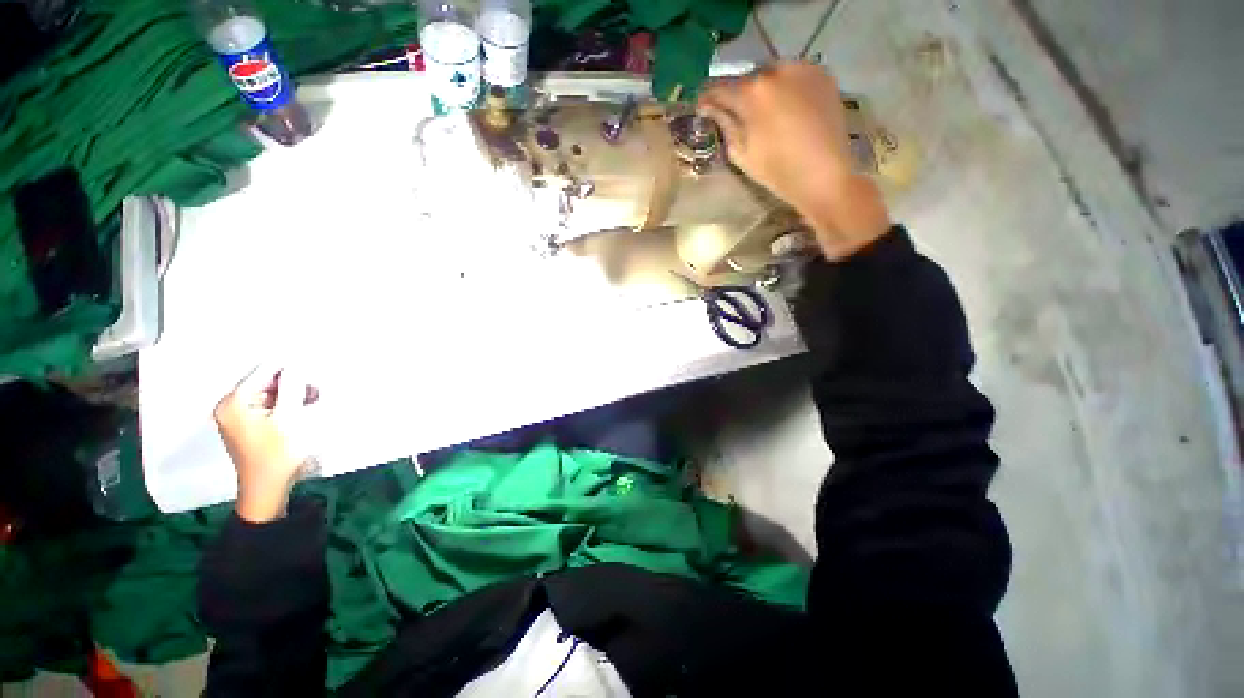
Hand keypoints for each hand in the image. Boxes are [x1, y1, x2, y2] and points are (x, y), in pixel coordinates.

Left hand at [214, 365, 318, 522]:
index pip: (262, 372)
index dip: (288, 366)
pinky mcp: (246, 426)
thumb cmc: (277, 453)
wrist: (267, 488)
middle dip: (292, 383)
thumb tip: (296, 364)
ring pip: (269, 394)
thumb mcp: (289, 417)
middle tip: (316, 389)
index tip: (311, 363)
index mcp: (233, 403)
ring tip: (313, 400)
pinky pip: (267, 405)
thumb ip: (291, 387)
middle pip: (264, 383)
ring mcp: (236, 417)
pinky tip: (302, 408)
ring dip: (292, 394)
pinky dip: (285, 404)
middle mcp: (229, 406)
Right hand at [698, 63, 891, 259]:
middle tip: (736, 113)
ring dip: (764, 91)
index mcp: (752, 93)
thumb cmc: (778, 172)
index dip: (708, 99)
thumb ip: (725, 125)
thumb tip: (712, 109)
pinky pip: (794, 76)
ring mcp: (802, 69)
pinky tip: (788, 110)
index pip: (720, 88)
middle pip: (748, 79)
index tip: (704, 109)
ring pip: (772, 75)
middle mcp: (776, 70)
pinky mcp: (823, 74)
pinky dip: (786, 89)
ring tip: (764, 113)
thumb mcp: (742, 154)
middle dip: (738, 95)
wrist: (825, 176)